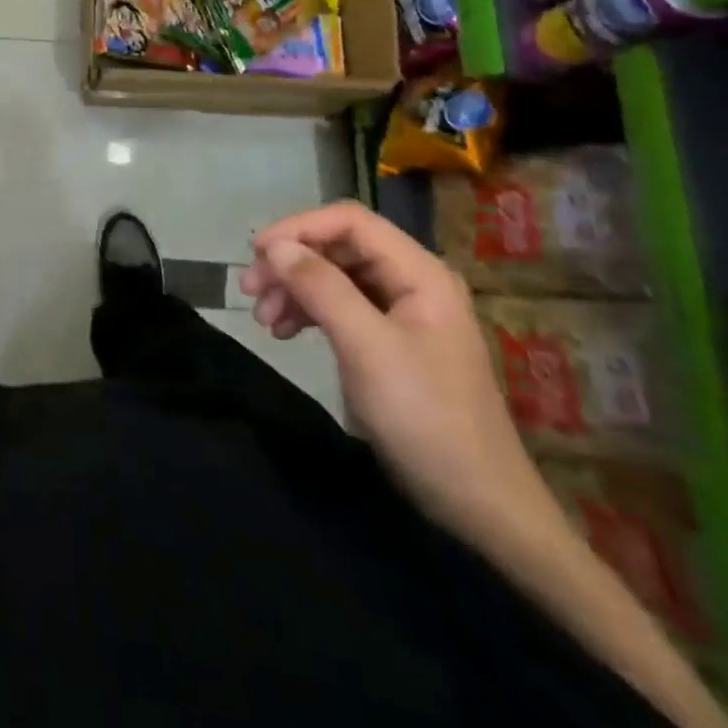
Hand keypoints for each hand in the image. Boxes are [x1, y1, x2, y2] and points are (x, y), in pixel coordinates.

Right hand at [241, 201, 555, 544]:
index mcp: (419, 273)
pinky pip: (340, 308)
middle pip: (338, 248)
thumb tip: (275, 246)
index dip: (299, 228)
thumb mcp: (367, 347)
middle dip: (291, 263)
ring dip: (294, 290)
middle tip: (249, 290)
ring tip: (263, 320)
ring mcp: (402, 313)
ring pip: (333, 277)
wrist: (478, 506)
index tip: (257, 254)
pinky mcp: (390, 342)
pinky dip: (308, 314)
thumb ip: (321, 288)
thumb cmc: (425, 418)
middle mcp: (411, 282)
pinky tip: (284, 333)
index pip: (349, 221)